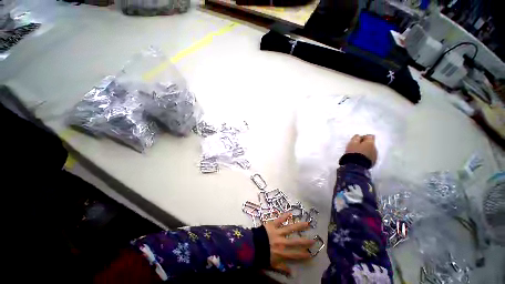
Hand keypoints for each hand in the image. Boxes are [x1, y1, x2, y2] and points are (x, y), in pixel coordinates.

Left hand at [264, 213, 314, 275]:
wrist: (251, 245)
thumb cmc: (261, 255)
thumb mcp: (272, 264)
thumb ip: (282, 268)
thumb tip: (292, 274)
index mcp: (282, 253)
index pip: (295, 255)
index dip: (303, 255)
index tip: (311, 254)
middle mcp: (282, 242)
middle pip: (295, 241)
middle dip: (305, 241)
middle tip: (314, 239)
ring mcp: (277, 232)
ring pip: (290, 228)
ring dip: (299, 226)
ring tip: (307, 223)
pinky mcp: (272, 224)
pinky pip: (279, 219)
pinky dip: (284, 216)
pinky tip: (290, 213)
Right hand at [345, 134, 376, 165]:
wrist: (356, 165)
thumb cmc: (354, 152)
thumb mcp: (352, 143)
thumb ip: (356, 138)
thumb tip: (359, 136)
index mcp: (370, 142)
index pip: (370, 136)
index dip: (363, 137)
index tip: (357, 140)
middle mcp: (375, 148)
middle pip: (370, 143)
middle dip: (364, 144)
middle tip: (356, 146)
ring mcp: (375, 155)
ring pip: (371, 150)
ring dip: (366, 150)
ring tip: (358, 153)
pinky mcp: (373, 162)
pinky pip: (370, 156)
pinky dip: (366, 156)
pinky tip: (360, 158)